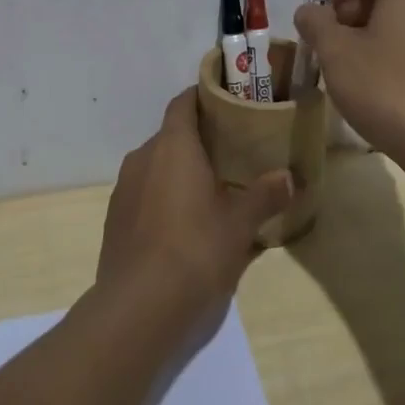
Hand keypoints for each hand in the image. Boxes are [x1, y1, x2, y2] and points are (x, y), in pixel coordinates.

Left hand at [97, 88, 292, 315]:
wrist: (138, 307)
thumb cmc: (195, 249)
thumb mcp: (240, 223)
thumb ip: (264, 195)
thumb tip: (289, 177)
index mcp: (173, 145)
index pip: (183, 103)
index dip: (202, 97)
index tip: (225, 101)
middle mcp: (143, 157)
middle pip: (171, 135)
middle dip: (197, 140)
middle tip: (229, 151)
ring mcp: (124, 189)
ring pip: (156, 166)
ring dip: (179, 171)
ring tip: (210, 189)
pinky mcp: (115, 219)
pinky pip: (144, 194)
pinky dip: (163, 197)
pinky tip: (183, 224)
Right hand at [293, 0, 404, 163]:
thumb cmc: (384, 86)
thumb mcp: (335, 51)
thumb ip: (316, 23)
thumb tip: (309, 11)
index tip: (325, 5)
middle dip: (351, 10)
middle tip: (326, 40)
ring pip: (399, 24)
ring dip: (366, 36)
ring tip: (343, 68)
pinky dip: (388, 56)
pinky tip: (371, 89)